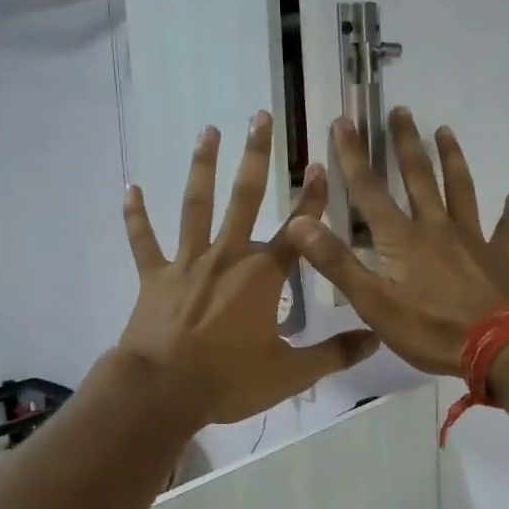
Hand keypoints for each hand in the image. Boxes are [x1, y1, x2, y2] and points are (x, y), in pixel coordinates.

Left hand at [116, 113, 379, 426]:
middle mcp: (227, 257)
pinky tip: (131, 187)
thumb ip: (334, 354)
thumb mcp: (290, 374)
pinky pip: (144, 241)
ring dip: (202, 166)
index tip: (321, 166)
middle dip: (256, 156)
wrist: (162, 391)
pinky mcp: (155, 277)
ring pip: (196, 206)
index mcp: (262, 277)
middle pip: (244, 198)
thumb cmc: (228, 381)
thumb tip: (376, 339)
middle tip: (260, 116)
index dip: (312, 199)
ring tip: (208, 131)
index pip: (297, 231)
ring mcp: (187, 263)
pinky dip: (136, 215)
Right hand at [285, 109, 508, 375]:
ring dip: (452, 160)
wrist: (500, 347)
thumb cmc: (430, 329)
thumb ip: (337, 262)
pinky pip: (505, 231)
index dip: (353, 157)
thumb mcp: (373, 303)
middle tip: (401, 111)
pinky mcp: (498, 259)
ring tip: (446, 131)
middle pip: (419, 178)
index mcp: (402, 239)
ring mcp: (472, 241)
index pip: (369, 191)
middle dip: (406, 144)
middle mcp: (437, 229)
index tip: (344, 122)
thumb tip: (298, 223)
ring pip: (461, 191)